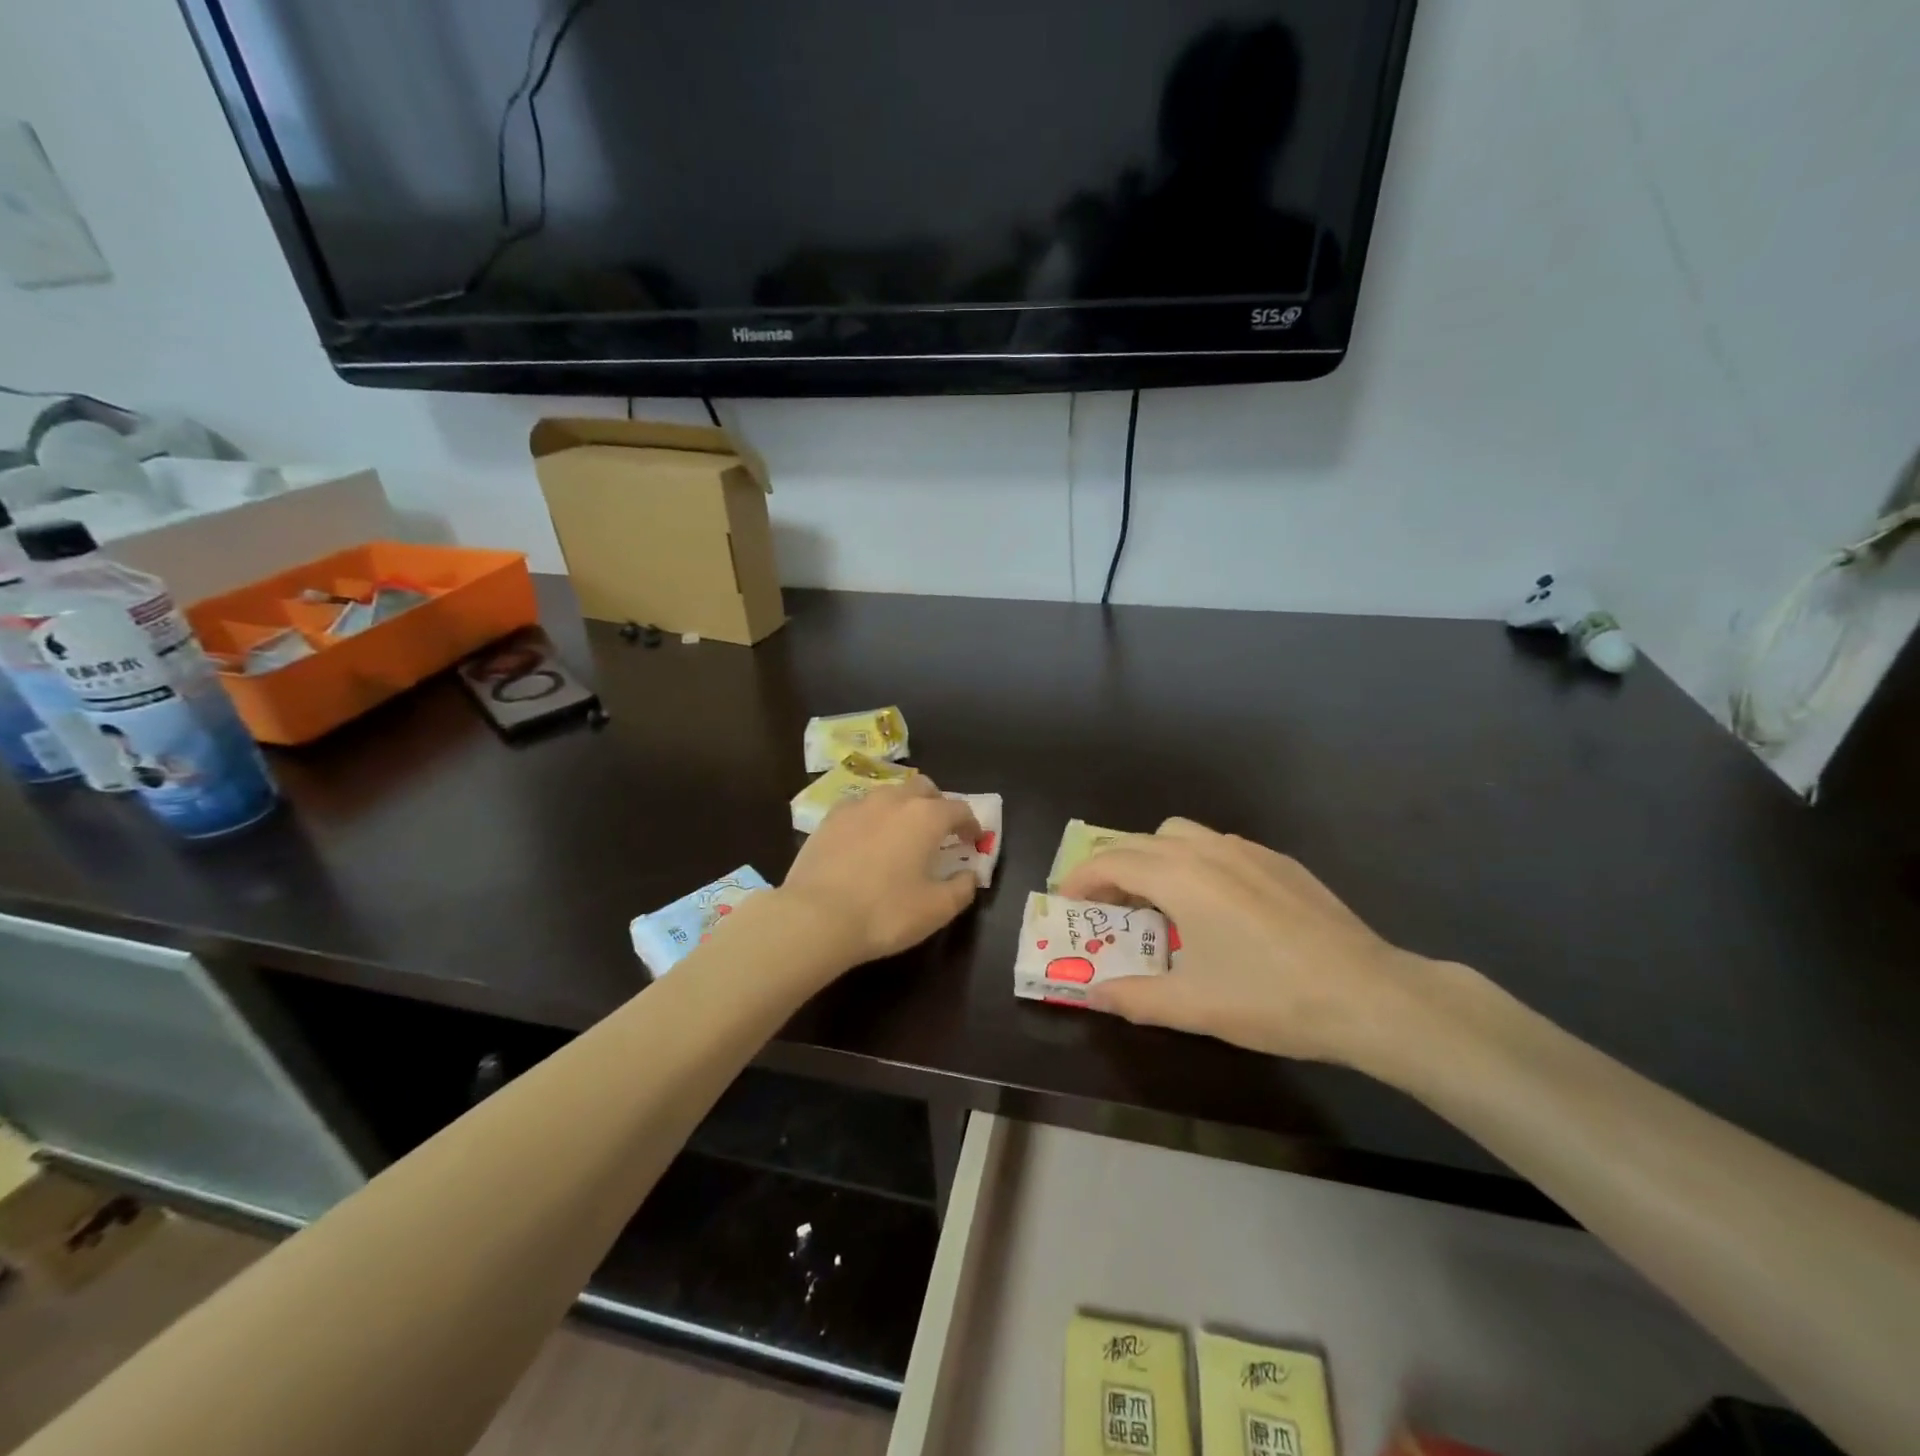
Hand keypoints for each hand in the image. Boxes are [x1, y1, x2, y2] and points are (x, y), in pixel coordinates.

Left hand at [780, 778, 981, 966]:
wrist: (816, 917)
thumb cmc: (885, 913)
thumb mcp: (936, 909)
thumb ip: (962, 889)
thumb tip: (970, 875)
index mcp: (926, 817)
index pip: (959, 809)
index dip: (971, 824)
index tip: (973, 841)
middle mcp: (894, 800)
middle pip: (924, 788)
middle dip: (937, 804)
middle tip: (939, 831)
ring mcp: (858, 805)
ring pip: (890, 794)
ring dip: (904, 807)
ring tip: (902, 834)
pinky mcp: (829, 819)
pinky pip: (860, 807)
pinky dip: (872, 817)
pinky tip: (867, 840)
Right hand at [1058, 818, 1446, 1067]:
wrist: (1369, 994)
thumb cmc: (1270, 997)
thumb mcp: (1193, 1005)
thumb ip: (1133, 996)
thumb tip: (1093, 994)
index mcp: (1179, 876)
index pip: (1111, 861)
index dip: (1081, 879)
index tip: (1066, 903)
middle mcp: (1208, 850)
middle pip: (1140, 841)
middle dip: (1112, 868)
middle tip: (1105, 908)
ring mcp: (1248, 850)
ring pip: (1181, 835)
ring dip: (1153, 858)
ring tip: (1156, 901)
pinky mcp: (1279, 861)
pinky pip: (1217, 846)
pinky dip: (1193, 862)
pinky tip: (1212, 906)